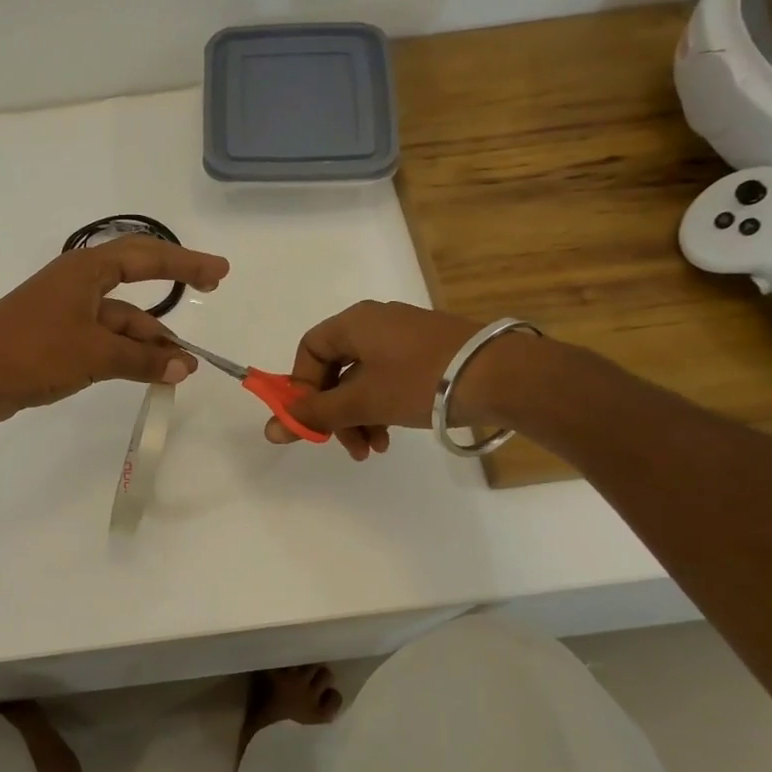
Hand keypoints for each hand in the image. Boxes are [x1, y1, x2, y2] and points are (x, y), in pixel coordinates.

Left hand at [0, 236, 230, 425]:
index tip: (219, 271)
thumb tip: (184, 366)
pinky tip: (149, 371)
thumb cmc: (33, 351)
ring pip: (121, 319)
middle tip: (211, 287)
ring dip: (150, 339)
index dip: (186, 261)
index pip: (147, 255)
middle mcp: (79, 284)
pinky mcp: (58, 338)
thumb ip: (142, 359)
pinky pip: (104, 339)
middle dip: (173, 286)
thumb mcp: (94, 353)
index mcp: (86, 271)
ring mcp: (67, 311)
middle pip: (137, 279)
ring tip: (181, 366)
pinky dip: (128, 353)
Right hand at [263, 301, 503, 460]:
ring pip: (364, 379)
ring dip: (360, 416)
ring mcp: (404, 337)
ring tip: (373, 449)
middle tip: (344, 445)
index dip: (302, 387)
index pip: (309, 350)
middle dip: (335, 412)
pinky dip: (383, 407)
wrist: (501, 376)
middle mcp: (376, 323)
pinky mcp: (429, 352)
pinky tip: (391, 435)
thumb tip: (270, 430)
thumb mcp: (362, 401)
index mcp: (354, 323)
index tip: (310, 421)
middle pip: (336, 369)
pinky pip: (389, 379)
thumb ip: (315, 415)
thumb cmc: (419, 381)